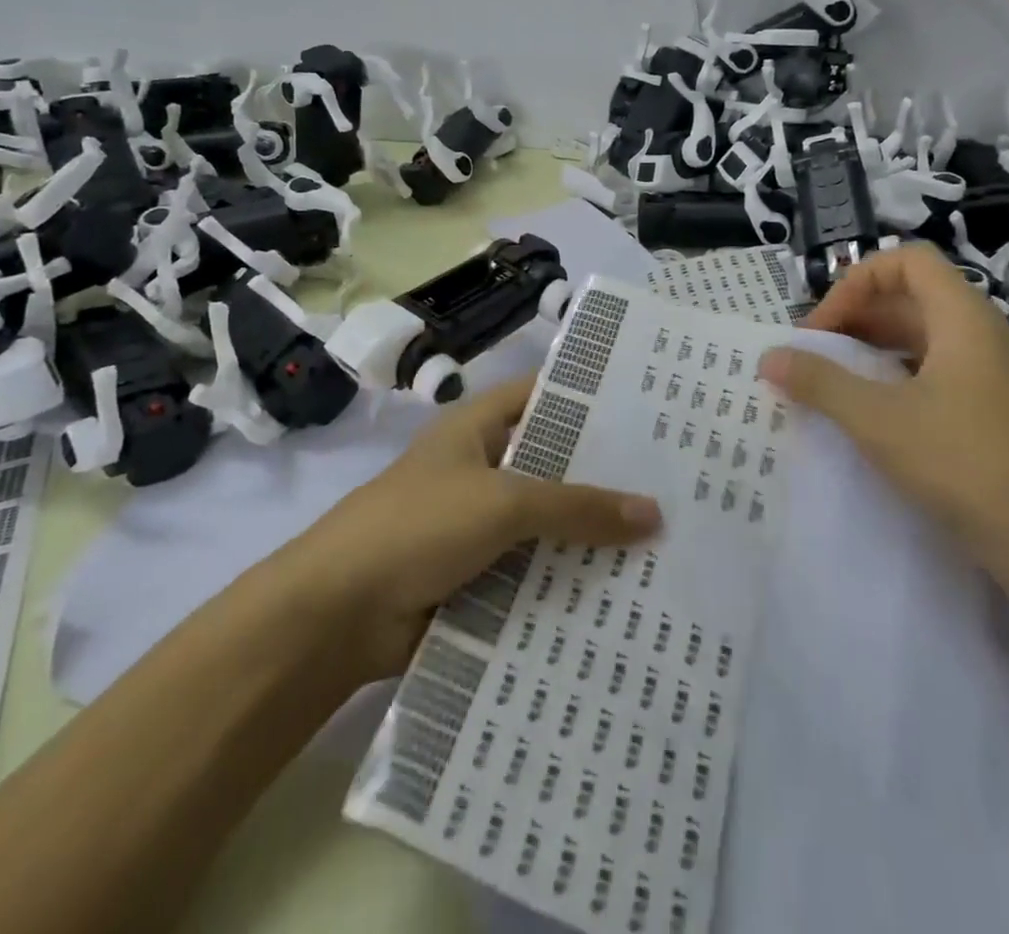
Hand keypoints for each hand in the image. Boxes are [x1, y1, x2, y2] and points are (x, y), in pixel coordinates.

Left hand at [293, 377, 662, 680]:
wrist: (336, 614)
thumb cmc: (418, 526)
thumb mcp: (503, 502)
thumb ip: (576, 506)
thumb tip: (654, 512)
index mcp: (477, 428)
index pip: (543, 395)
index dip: (590, 398)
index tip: (648, 409)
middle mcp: (480, 468)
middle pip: (551, 463)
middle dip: (602, 475)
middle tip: (672, 482)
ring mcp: (476, 525)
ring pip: (545, 523)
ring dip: (588, 535)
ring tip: (663, 540)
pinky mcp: (476, 576)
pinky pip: (531, 571)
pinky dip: (565, 579)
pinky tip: (620, 591)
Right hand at [759, 244, 1008, 568]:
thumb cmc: (964, 464)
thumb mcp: (878, 420)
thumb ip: (819, 382)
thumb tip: (768, 357)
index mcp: (962, 318)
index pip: (907, 261)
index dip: (857, 281)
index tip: (824, 326)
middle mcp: (982, 334)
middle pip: (912, 297)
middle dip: (857, 316)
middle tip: (815, 354)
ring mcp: (992, 374)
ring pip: (923, 336)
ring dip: (873, 348)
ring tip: (834, 380)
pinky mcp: (994, 410)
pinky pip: (937, 370)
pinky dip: (896, 376)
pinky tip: (873, 412)